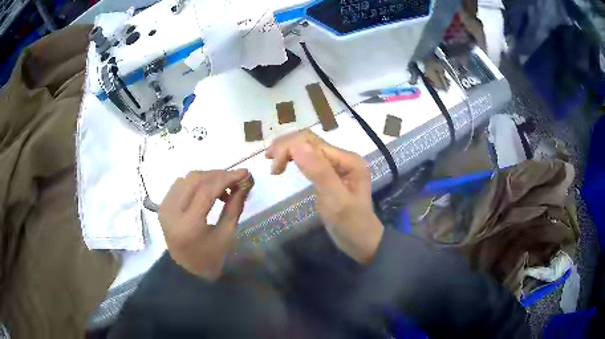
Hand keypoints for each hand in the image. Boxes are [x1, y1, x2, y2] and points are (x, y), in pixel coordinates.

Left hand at [158, 169, 252, 280]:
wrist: (187, 270)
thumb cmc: (210, 258)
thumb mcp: (226, 235)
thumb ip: (235, 207)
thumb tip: (245, 183)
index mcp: (188, 224)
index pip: (206, 191)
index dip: (227, 178)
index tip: (245, 173)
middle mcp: (171, 211)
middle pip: (195, 179)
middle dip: (218, 175)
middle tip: (236, 180)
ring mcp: (164, 207)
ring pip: (187, 178)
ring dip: (207, 177)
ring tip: (223, 188)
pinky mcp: (163, 205)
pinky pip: (180, 184)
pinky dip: (196, 182)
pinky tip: (207, 191)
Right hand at [266, 130, 383, 263]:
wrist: (361, 242)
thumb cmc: (350, 224)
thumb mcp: (336, 200)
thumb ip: (319, 172)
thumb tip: (296, 145)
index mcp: (348, 159)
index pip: (313, 142)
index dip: (289, 148)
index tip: (274, 168)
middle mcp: (343, 157)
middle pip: (310, 141)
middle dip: (286, 146)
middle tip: (268, 160)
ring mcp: (337, 165)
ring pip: (308, 148)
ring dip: (288, 150)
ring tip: (273, 162)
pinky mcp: (330, 174)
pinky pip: (310, 159)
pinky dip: (295, 158)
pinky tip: (285, 163)